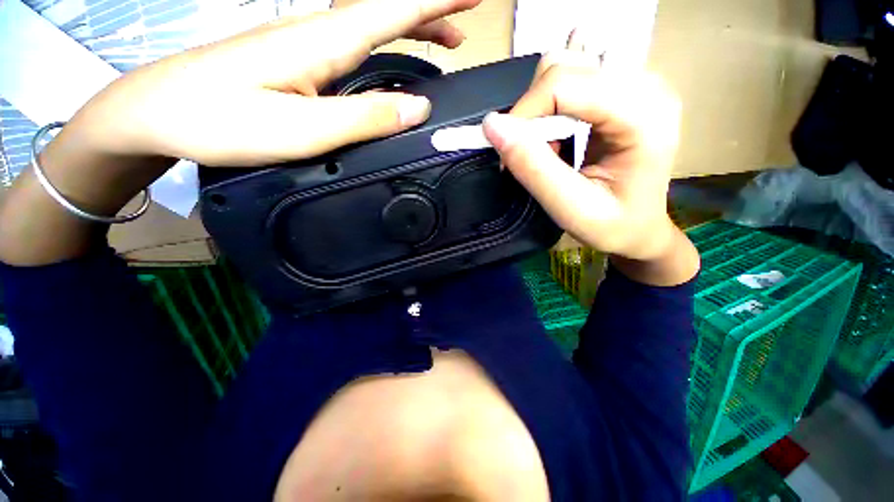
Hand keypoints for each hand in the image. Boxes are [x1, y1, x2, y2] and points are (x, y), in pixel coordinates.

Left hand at [0, 0, 481, 265]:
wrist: (157, 114)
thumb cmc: (220, 121)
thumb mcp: (302, 129)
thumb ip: (363, 118)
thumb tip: (417, 107)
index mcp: (323, 44)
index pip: (391, 11)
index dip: (433, 2)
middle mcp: (318, 35)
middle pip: (385, 14)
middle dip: (428, 13)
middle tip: (463, 27)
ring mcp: (305, 47)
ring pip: (371, 28)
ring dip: (410, 31)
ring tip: (441, 43)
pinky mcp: (296, 63)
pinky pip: (354, 47)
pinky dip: (383, 48)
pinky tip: (388, 63)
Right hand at [482, 49, 681, 261]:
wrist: (640, 228)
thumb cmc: (612, 226)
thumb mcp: (570, 207)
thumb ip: (532, 167)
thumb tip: (492, 125)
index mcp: (643, 115)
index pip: (564, 84)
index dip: (524, 114)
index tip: (508, 153)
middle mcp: (646, 85)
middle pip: (565, 69)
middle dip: (533, 113)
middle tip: (532, 155)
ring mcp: (638, 81)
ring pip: (566, 66)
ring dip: (542, 108)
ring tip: (550, 147)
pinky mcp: (625, 87)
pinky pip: (575, 76)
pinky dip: (554, 103)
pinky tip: (562, 132)